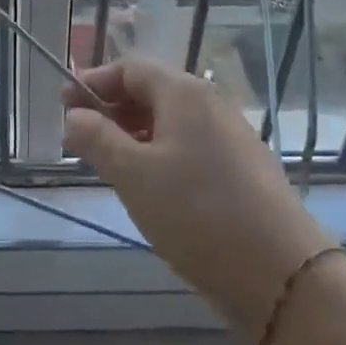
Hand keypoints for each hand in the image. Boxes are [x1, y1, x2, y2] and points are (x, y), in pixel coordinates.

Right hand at [62, 58, 333, 340]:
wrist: (282, 276)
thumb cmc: (197, 214)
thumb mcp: (134, 175)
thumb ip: (97, 139)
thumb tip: (73, 116)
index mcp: (184, 93)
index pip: (130, 68)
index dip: (94, 82)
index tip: (63, 104)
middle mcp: (210, 104)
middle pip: (152, 90)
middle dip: (112, 107)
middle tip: (80, 136)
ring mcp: (230, 136)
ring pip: (171, 121)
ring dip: (133, 132)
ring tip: (108, 162)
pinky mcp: (241, 168)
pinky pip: (190, 145)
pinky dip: (160, 152)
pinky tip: (148, 185)